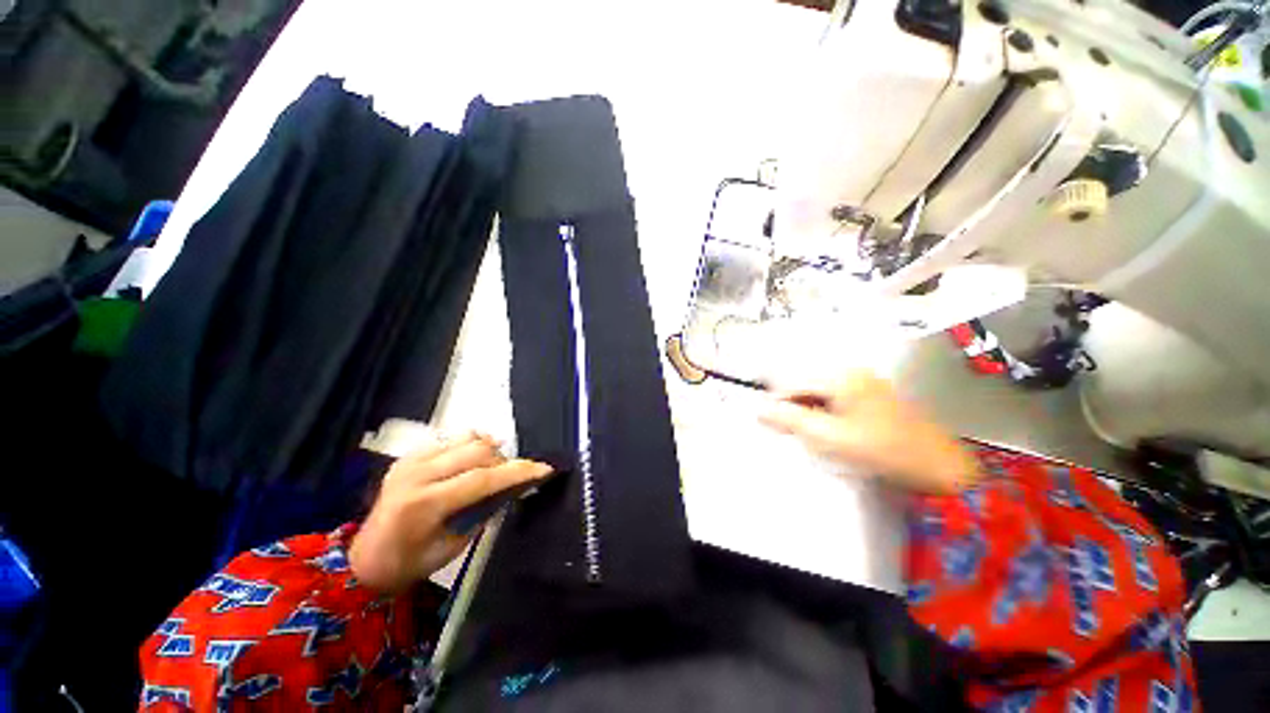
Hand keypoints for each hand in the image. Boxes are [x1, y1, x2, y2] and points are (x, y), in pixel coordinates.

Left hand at [349, 433, 552, 593]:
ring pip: (466, 438)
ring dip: (489, 449)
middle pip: (477, 451)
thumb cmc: (410, 563)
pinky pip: (451, 439)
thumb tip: (511, 488)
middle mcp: (417, 474)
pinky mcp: (409, 455)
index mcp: (425, 504)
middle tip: (515, 476)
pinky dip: (470, 445)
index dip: (517, 471)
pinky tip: (473, 460)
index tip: (544, 468)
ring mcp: (410, 460)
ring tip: (494, 467)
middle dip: (505, 460)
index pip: (482, 478)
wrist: (364, 559)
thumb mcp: (453, 546)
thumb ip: (483, 512)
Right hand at [759, 371, 979, 494]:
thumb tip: (759, 410)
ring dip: (809, 413)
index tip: (769, 424)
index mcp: (840, 377)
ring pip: (820, 394)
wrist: (938, 466)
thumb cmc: (880, 450)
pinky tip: (831, 433)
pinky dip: (826, 414)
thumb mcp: (828, 436)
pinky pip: (836, 400)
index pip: (793, 384)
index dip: (777, 404)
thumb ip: (791, 420)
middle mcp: (851, 372)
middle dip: (794, 409)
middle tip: (792, 434)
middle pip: (806, 386)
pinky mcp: (872, 396)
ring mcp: (864, 383)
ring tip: (812, 436)